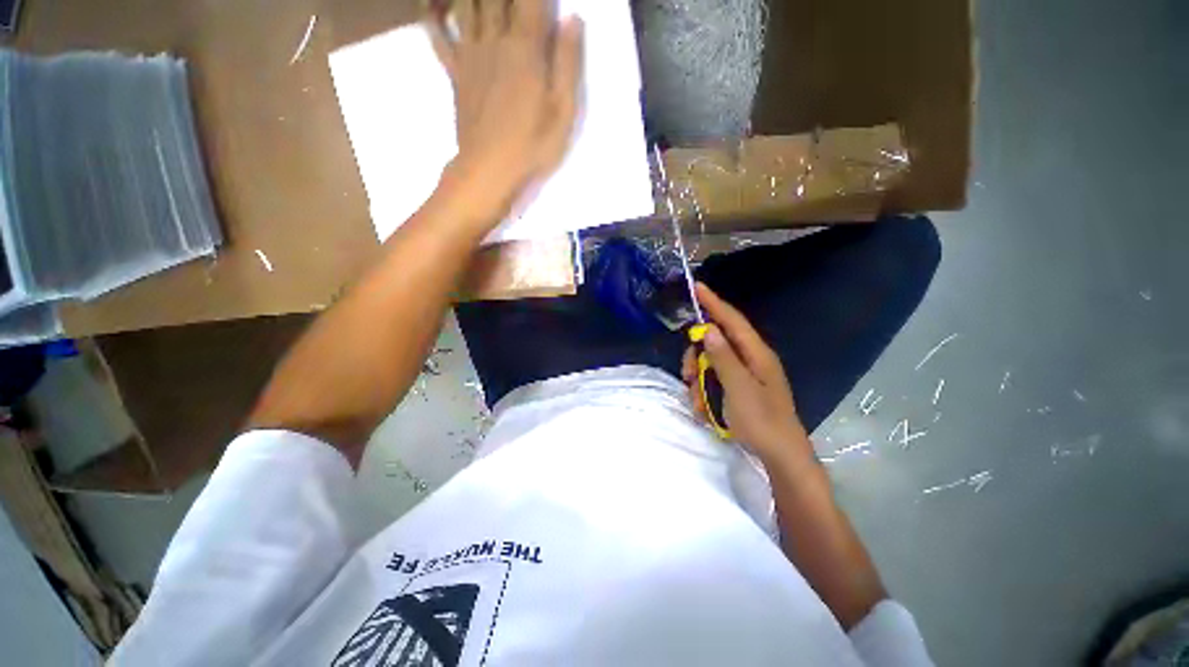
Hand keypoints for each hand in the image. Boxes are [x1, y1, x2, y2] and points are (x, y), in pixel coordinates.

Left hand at [429, 0, 583, 214]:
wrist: (489, 170)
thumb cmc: (532, 145)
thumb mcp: (563, 112)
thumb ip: (568, 63)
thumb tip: (573, 18)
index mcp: (525, 48)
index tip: (547, 0)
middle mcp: (494, 40)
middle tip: (516, 2)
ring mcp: (469, 55)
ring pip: (465, 3)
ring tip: (487, 2)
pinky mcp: (455, 73)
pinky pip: (438, 34)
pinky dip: (434, 14)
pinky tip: (435, 6)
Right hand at [682, 283, 811, 464]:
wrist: (780, 457)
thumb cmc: (762, 421)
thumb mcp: (739, 388)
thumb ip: (723, 357)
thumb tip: (708, 329)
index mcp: (756, 354)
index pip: (732, 321)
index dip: (714, 303)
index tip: (697, 287)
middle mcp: (750, 360)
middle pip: (715, 344)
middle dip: (697, 357)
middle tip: (688, 375)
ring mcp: (744, 375)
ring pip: (710, 364)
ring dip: (699, 380)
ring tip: (699, 402)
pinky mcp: (738, 390)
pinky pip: (713, 381)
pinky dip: (705, 393)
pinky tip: (706, 410)